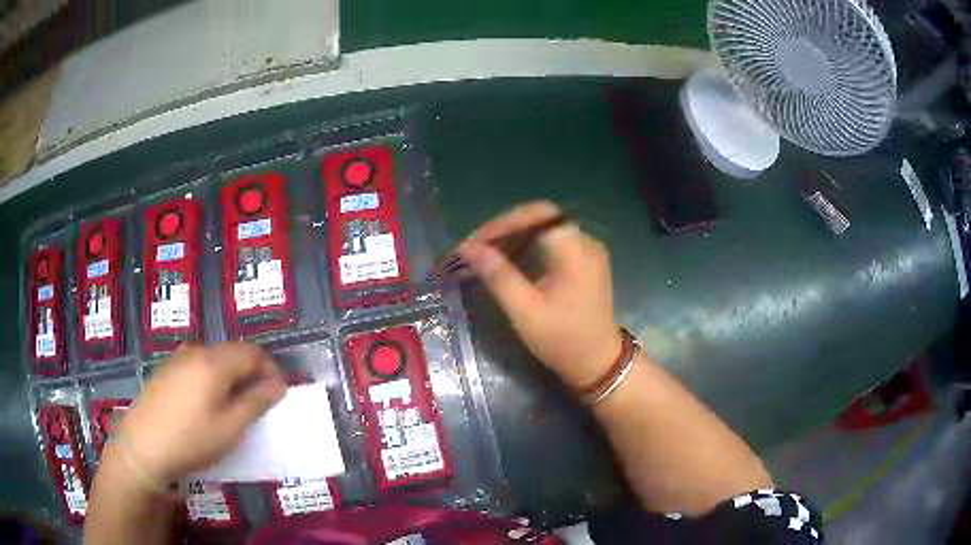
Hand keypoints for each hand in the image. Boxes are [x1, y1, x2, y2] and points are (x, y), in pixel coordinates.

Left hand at [114, 342, 285, 483]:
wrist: (142, 446)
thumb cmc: (191, 439)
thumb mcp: (229, 428)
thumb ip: (255, 403)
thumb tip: (278, 385)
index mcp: (214, 362)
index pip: (253, 353)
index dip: (271, 370)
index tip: (278, 395)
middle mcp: (196, 351)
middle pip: (233, 352)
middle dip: (251, 373)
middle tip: (257, 404)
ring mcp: (177, 358)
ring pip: (214, 358)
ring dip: (231, 376)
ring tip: (232, 407)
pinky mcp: (165, 369)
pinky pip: (196, 365)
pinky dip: (211, 378)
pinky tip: (204, 404)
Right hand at [459, 201, 622, 387]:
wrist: (598, 363)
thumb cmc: (562, 340)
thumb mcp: (525, 311)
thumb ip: (498, 276)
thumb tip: (468, 248)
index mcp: (575, 251)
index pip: (537, 216)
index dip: (503, 223)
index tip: (476, 241)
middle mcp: (586, 242)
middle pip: (543, 217)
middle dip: (508, 227)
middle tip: (479, 245)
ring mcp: (589, 251)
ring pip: (548, 227)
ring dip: (517, 234)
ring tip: (489, 250)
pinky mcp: (587, 262)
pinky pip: (556, 241)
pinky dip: (531, 244)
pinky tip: (512, 258)